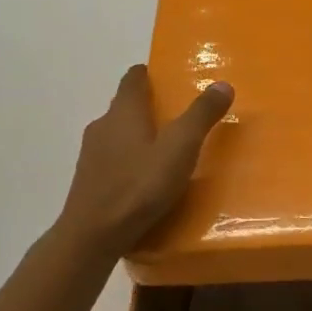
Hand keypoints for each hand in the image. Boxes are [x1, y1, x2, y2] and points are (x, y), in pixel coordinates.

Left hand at [53, 65, 234, 259]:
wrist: (92, 236)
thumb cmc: (139, 186)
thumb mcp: (180, 149)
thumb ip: (201, 115)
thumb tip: (222, 84)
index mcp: (124, 112)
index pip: (133, 79)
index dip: (149, 74)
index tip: (166, 77)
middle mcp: (103, 126)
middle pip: (125, 106)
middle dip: (148, 106)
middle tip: (177, 115)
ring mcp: (91, 155)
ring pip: (117, 134)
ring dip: (138, 135)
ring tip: (165, 149)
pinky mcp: (89, 180)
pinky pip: (113, 159)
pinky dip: (129, 160)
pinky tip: (145, 179)